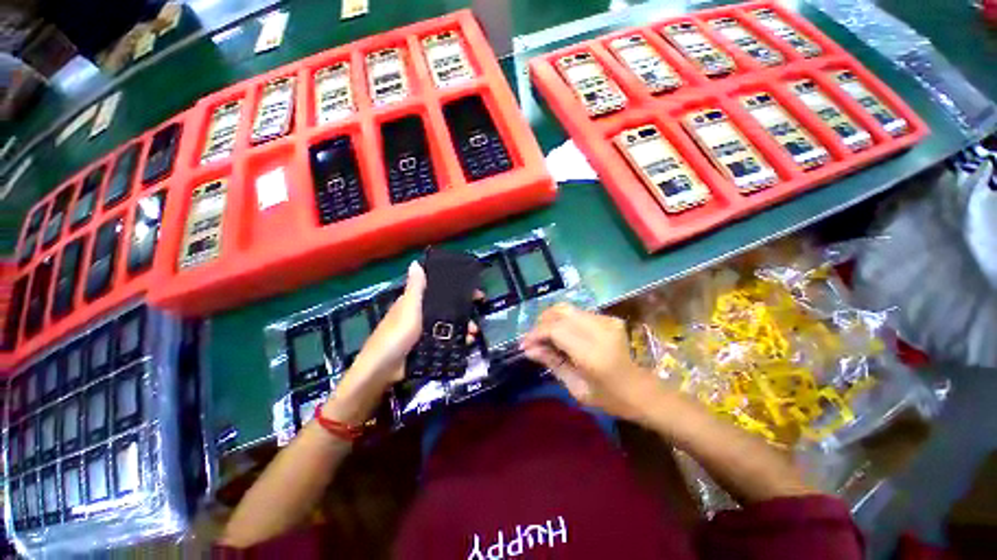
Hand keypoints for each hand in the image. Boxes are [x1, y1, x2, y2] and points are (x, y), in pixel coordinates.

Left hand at [328, 261, 478, 422]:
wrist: (384, 370)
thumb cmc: (396, 334)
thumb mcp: (408, 308)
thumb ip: (415, 288)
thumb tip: (416, 262)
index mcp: (415, 302)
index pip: (439, 291)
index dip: (457, 290)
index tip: (475, 294)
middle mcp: (421, 315)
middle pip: (448, 309)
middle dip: (464, 313)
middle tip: (477, 317)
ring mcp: (425, 332)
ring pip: (449, 326)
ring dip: (463, 328)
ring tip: (473, 335)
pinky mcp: (428, 347)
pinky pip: (446, 340)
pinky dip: (457, 341)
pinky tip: (466, 344)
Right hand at [520, 303, 664, 422]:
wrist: (644, 391)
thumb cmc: (611, 398)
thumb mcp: (577, 388)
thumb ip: (552, 363)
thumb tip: (528, 349)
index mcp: (593, 353)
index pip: (556, 329)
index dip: (536, 333)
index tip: (525, 344)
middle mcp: (600, 330)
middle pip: (560, 312)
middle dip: (541, 323)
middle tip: (533, 339)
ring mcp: (607, 320)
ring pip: (568, 309)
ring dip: (551, 320)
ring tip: (544, 336)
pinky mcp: (609, 318)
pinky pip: (578, 313)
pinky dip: (564, 320)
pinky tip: (561, 334)